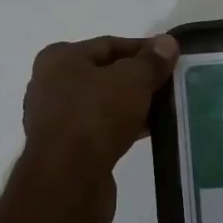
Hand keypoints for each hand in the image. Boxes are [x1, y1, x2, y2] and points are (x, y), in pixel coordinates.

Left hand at [22, 34, 179, 191]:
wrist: (68, 179)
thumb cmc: (96, 116)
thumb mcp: (132, 80)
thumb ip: (151, 61)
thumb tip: (167, 42)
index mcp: (59, 58)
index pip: (109, 45)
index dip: (143, 49)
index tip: (171, 58)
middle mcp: (50, 85)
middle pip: (105, 74)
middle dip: (138, 79)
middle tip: (171, 84)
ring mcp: (55, 119)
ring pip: (103, 104)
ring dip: (132, 105)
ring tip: (166, 108)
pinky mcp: (65, 149)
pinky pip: (100, 129)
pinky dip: (122, 127)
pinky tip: (148, 131)